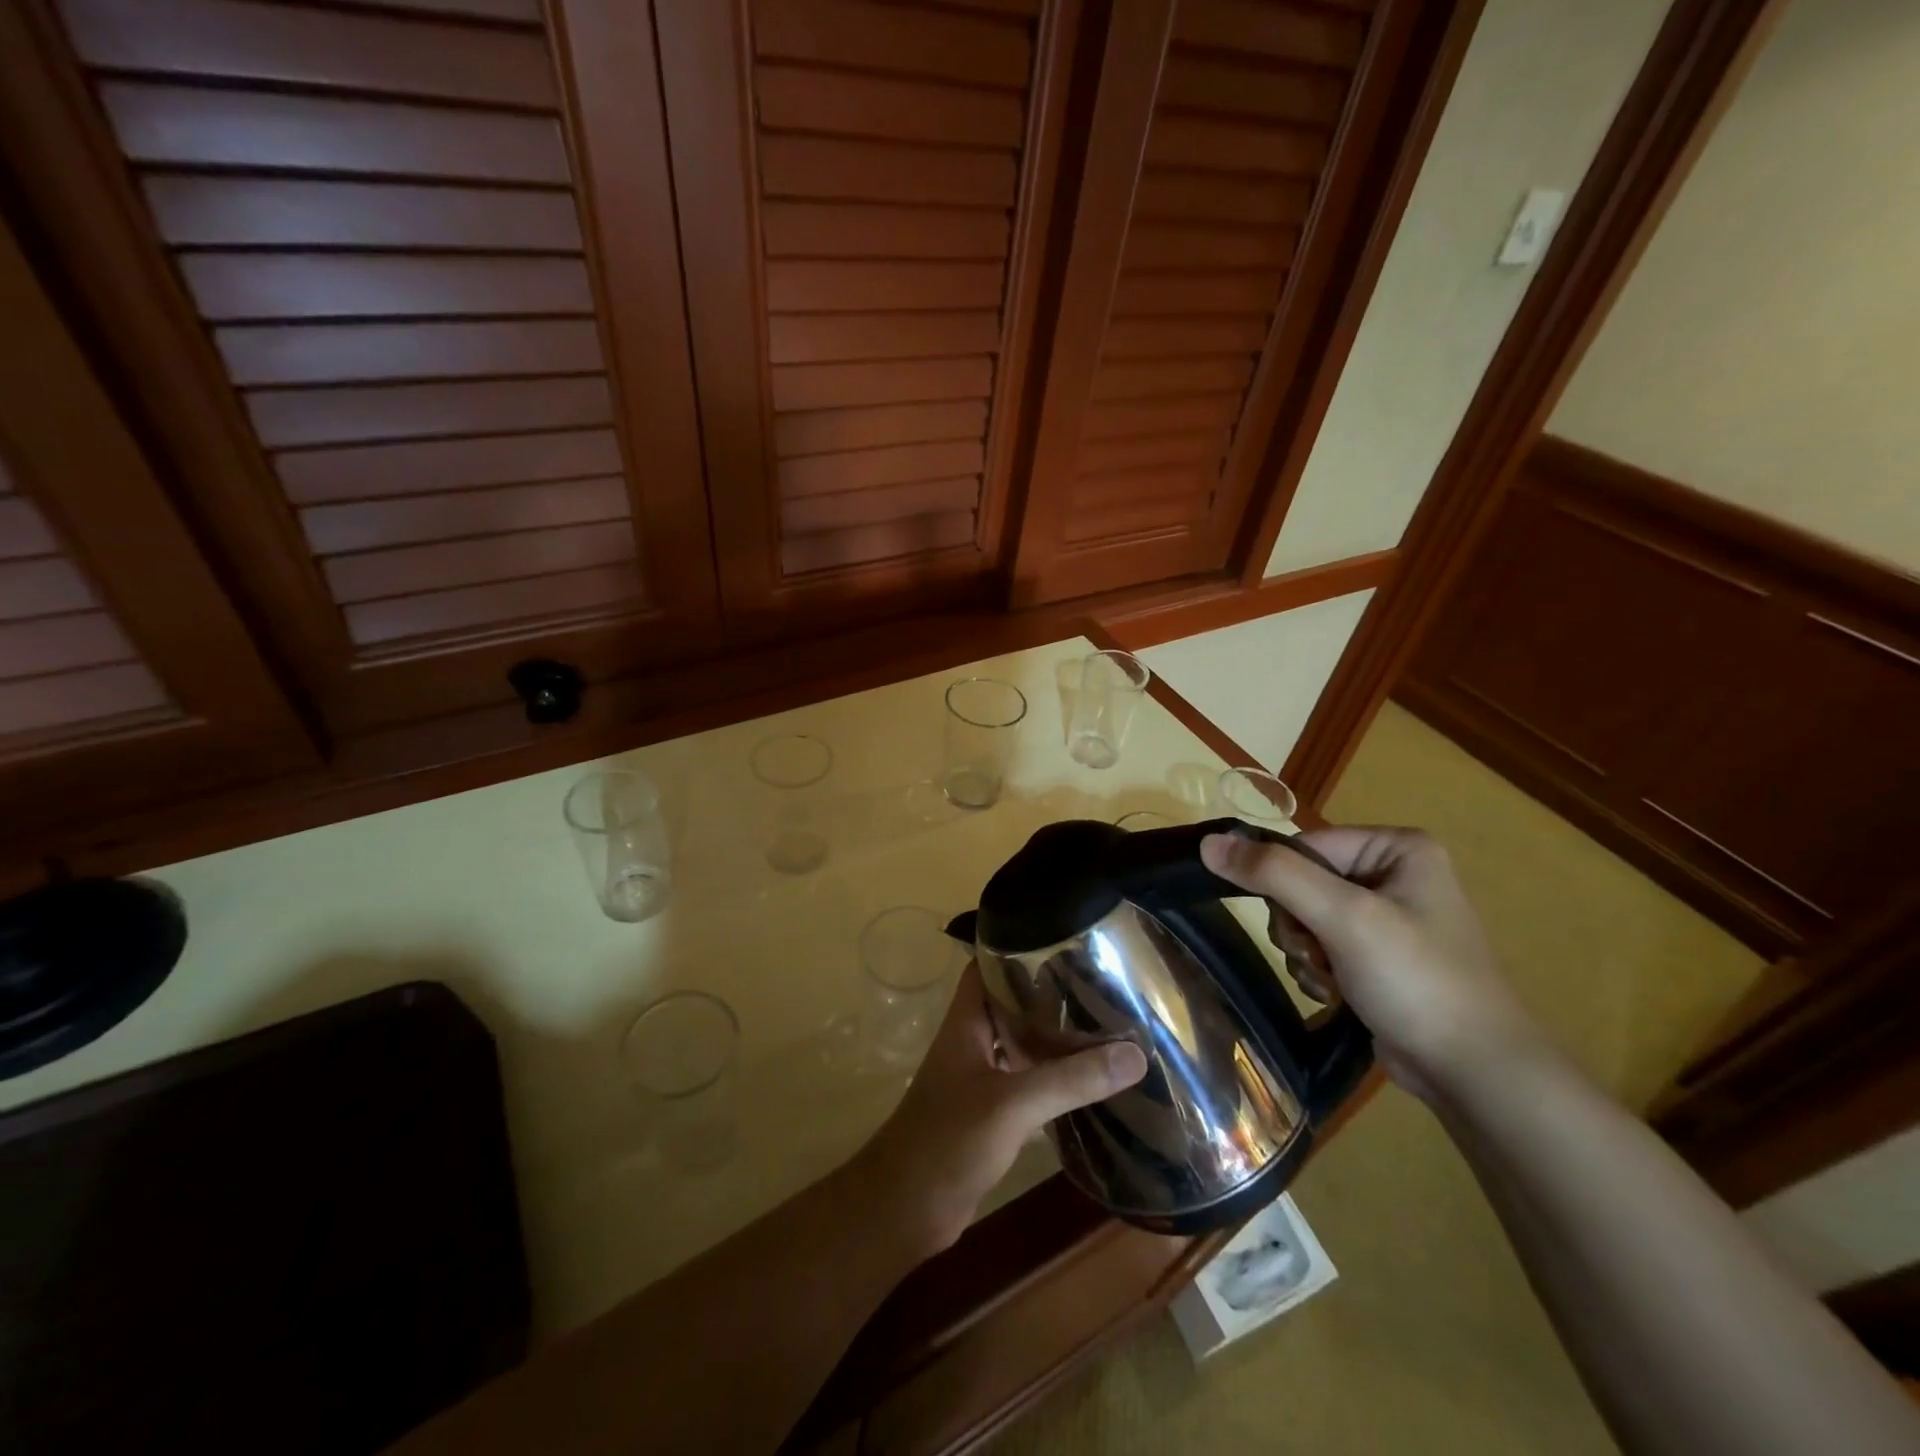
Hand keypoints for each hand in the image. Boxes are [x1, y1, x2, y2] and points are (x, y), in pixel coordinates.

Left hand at [852, 962, 1147, 1257]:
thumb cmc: (949, 1140)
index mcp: (966, 1022)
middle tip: (1099, 982)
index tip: (1064, 940)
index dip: (1018, 948)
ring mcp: (979, 1079)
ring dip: (1053, 1037)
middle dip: (1049, 994)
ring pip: (1020, 1045)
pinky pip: (1026, 1083)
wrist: (906, 1210)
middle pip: (1011, 1004)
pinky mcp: (989, 1114)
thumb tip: (1135, 1055)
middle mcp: (972, 1042)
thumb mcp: (1012, 1104)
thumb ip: (1070, 1080)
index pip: (989, 966)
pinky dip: (1052, 1079)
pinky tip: (1088, 1081)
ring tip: (1103, 1023)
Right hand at [1200, 826, 1541, 1099]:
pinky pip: (1322, 944)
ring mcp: (1387, 916)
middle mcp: (1393, 873)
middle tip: (1318, 955)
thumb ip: (1273, 874)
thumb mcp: (1343, 917)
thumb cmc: (1416, 980)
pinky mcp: (1379, 955)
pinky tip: (1334, 993)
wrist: (1475, 1072)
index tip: (1298, 926)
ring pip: (1305, 916)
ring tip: (1330, 979)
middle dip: (1298, 925)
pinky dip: (1317, 969)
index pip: (1305, 845)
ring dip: (1305, 952)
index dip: (1285, 884)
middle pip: (1301, 882)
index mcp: (1397, 847)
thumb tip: (1208, 843)